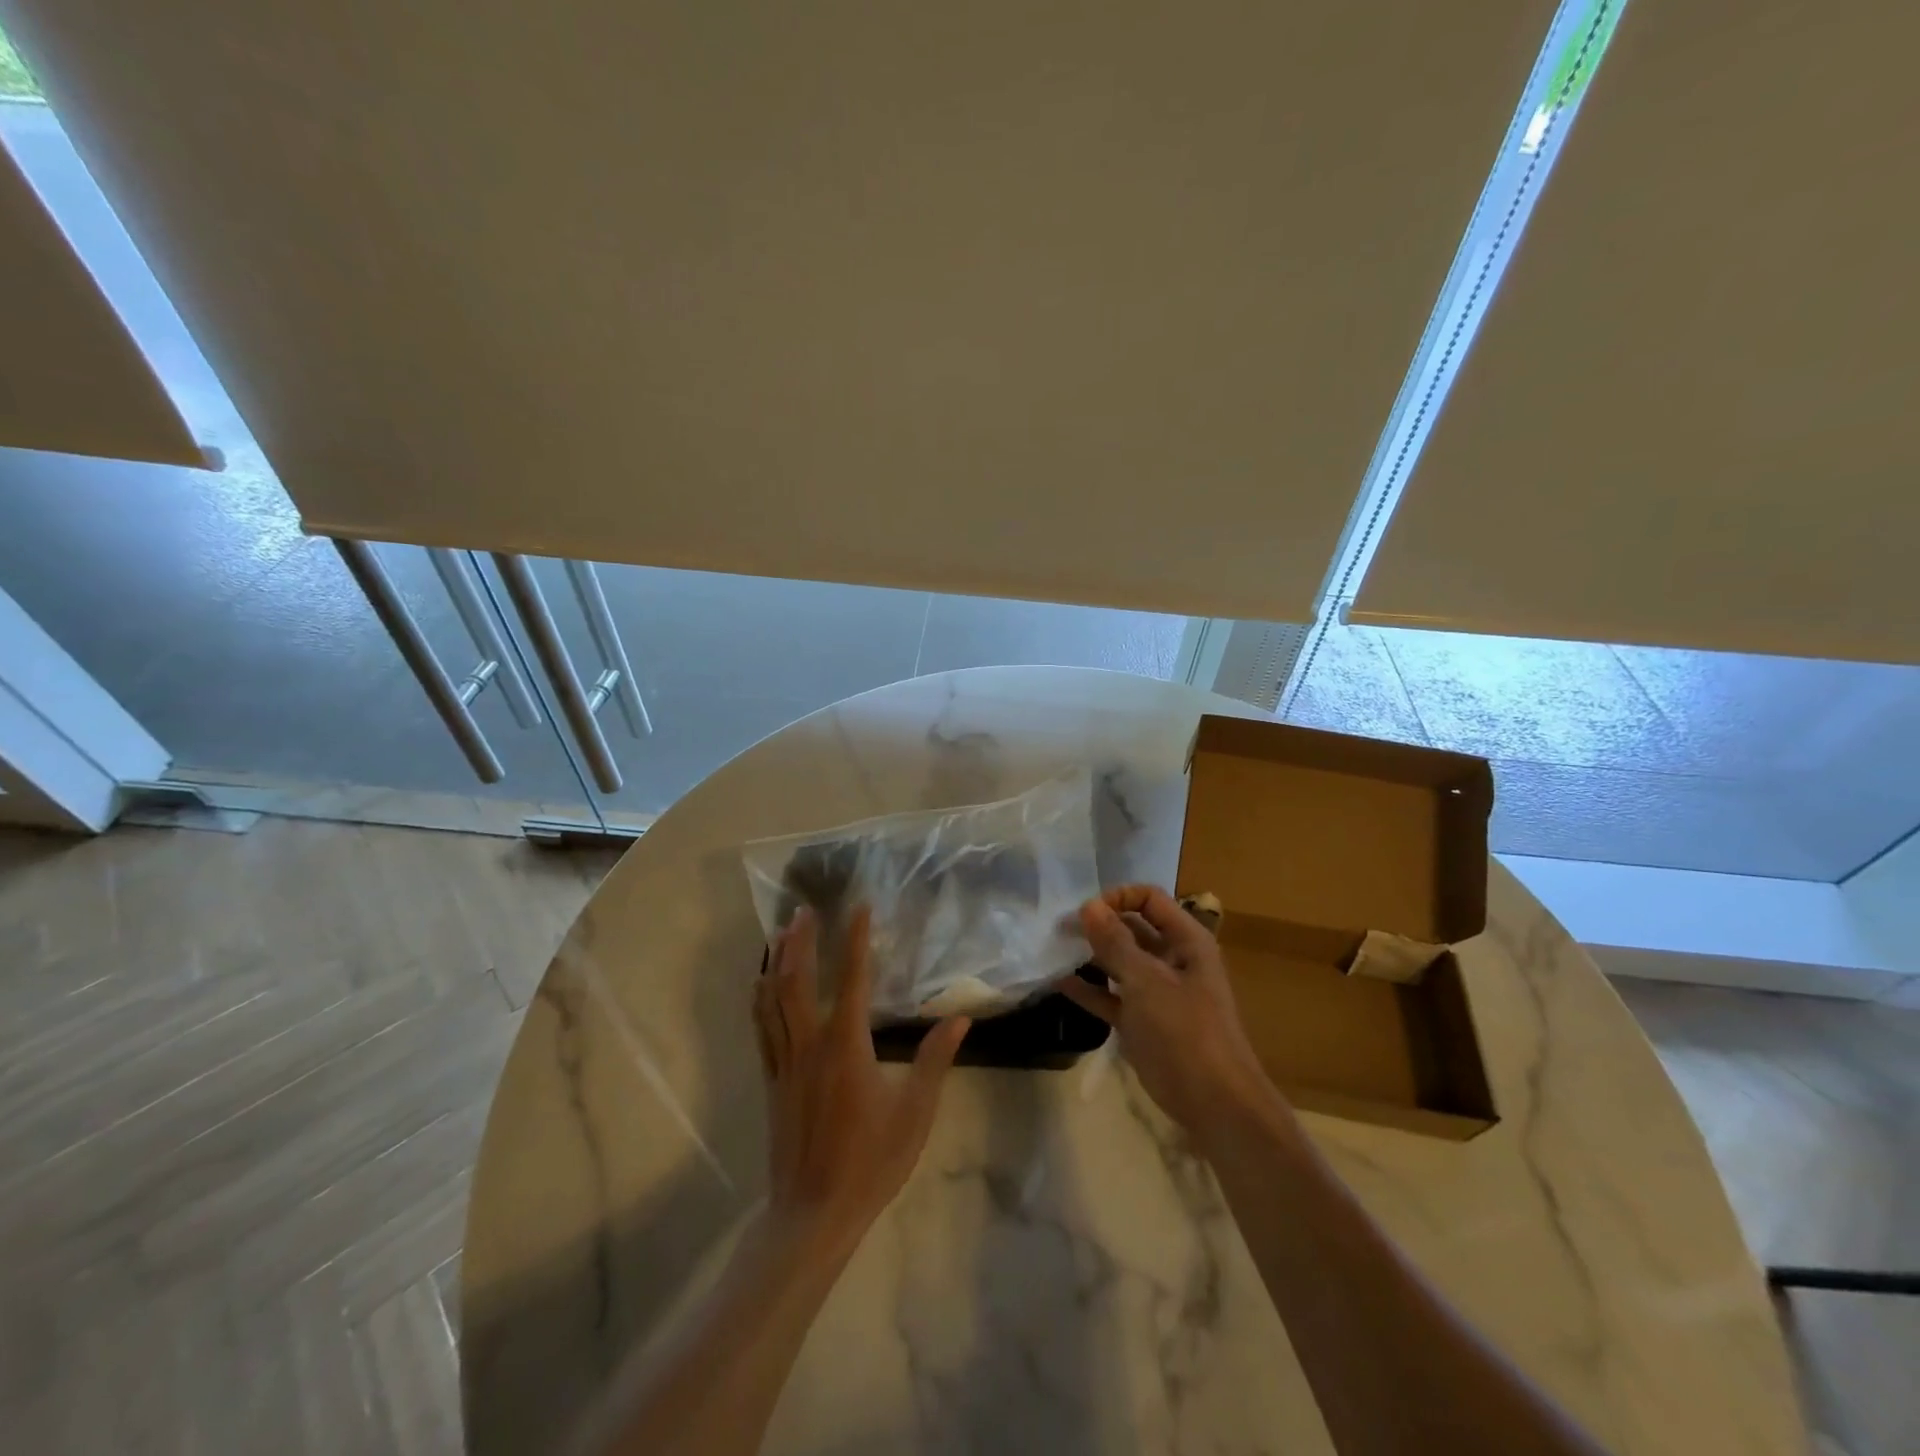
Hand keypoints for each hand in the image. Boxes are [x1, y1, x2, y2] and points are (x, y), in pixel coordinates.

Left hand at [752, 906, 969, 1261]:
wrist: (813, 1213)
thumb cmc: (870, 1162)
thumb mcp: (914, 1114)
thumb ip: (934, 1061)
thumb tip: (959, 1018)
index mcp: (846, 1046)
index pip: (851, 979)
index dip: (855, 939)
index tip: (859, 907)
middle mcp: (810, 1044)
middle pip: (798, 980)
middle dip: (801, 941)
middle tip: (805, 910)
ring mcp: (784, 1062)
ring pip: (773, 999)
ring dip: (778, 961)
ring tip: (782, 932)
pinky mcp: (771, 1080)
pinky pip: (761, 1027)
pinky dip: (760, 997)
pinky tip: (761, 982)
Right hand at [1059, 886, 1278, 1134]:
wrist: (1214, 1104)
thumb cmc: (1185, 1031)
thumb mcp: (1147, 982)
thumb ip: (1115, 942)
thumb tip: (1088, 906)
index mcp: (1186, 941)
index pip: (1150, 900)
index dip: (1118, 898)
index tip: (1085, 911)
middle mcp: (1172, 959)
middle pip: (1132, 928)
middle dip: (1098, 924)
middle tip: (1059, 927)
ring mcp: (1156, 992)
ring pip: (1120, 962)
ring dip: (1091, 955)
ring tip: (1055, 948)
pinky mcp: (1142, 1022)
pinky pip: (1111, 997)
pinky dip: (1089, 990)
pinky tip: (1060, 982)